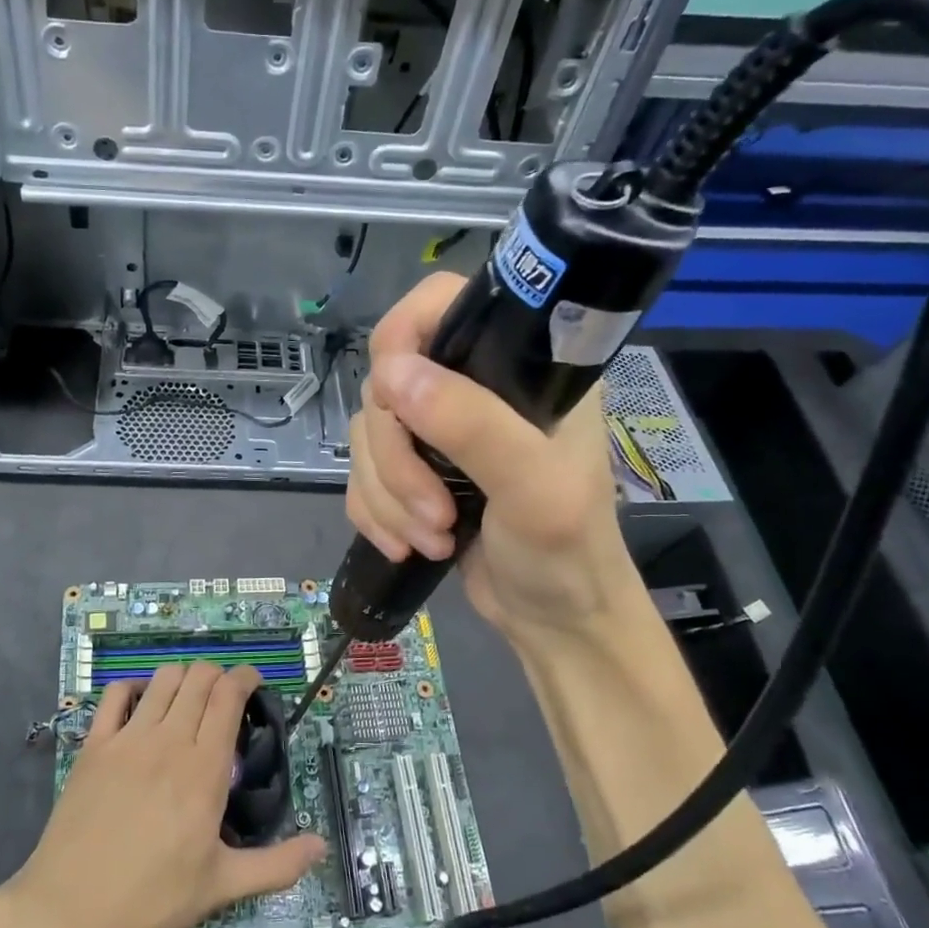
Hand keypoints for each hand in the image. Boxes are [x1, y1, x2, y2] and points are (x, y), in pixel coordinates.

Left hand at [1, 662, 324, 927]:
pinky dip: (132, 688)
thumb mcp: (221, 886)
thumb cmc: (152, 900)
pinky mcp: (94, 745)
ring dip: (183, 678)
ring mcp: (127, 738)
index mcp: (205, 768)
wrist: (70, 912)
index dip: (245, 677)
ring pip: (163, 678)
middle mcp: (169, 740)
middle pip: (199, 677)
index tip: (253, 683)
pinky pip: (114, 694)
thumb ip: (277, 865)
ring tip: (188, 699)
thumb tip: (322, 846)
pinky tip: (141, 706)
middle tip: (224, 697)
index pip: (229, 695)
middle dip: (218, 675)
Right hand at [346, 272, 640, 646]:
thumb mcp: (534, 488)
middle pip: (387, 386)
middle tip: (437, 514)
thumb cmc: (566, 552)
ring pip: (367, 437)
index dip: (402, 337)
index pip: (440, 306)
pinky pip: (361, 476)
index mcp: (517, 367)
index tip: (394, 398)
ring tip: (433, 539)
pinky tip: (406, 546)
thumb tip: (389, 374)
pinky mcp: (413, 473)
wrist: (555, 621)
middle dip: (398, 462)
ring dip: (388, 498)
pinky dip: (374, 514)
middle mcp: (472, 388)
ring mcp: (437, 432)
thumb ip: (471, 425)